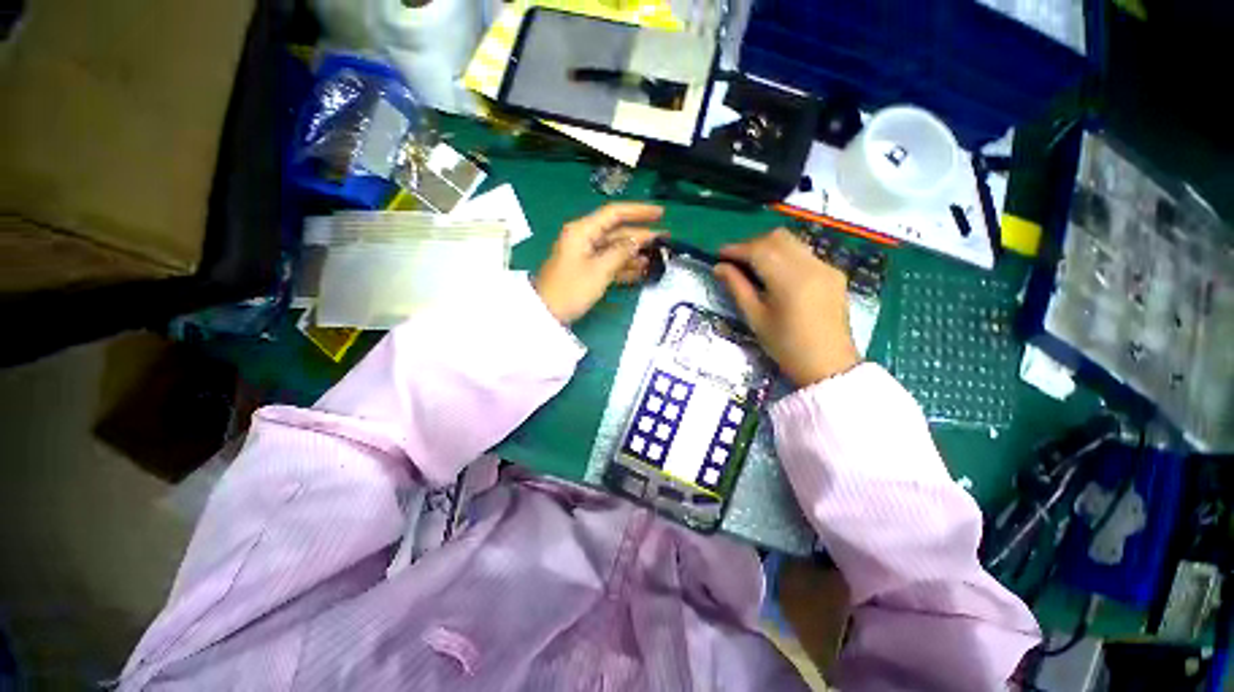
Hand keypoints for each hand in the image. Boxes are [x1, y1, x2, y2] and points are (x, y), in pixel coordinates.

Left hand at [534, 203, 663, 323]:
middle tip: (665, 239)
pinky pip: (609, 263)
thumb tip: (638, 240)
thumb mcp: (599, 270)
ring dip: (634, 253)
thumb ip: (621, 252)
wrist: (547, 313)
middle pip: (617, 231)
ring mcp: (585, 255)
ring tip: (656, 259)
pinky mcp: (587, 270)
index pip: (614, 213)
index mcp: (583, 230)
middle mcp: (584, 238)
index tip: (661, 213)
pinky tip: (641, 272)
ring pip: (615, 249)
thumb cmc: (572, 289)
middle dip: (640, 235)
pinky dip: (624, 267)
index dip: (639, 211)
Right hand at [714, 229, 859, 387]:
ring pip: (793, 242)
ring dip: (769, 247)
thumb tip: (719, 268)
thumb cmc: (786, 346)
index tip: (719, 254)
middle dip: (752, 244)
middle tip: (735, 261)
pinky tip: (776, 273)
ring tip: (752, 265)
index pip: (759, 250)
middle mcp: (811, 265)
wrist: (828, 365)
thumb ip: (737, 288)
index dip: (736, 249)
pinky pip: (805, 253)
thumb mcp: (756, 318)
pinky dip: (785, 255)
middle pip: (777, 238)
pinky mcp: (834, 273)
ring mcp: (826, 267)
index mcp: (790, 280)